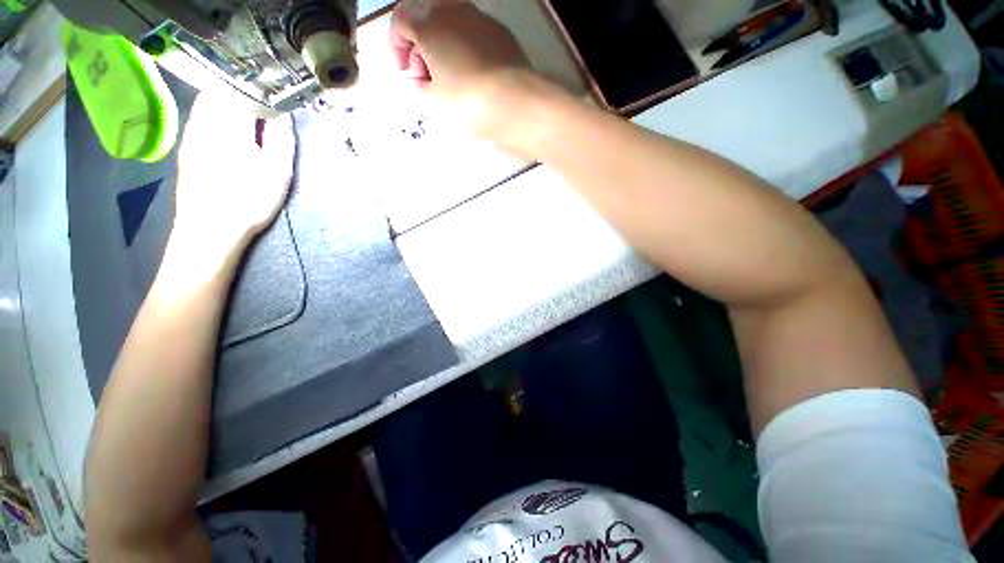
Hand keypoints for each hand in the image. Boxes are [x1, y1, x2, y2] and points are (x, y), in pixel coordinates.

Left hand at [172, 95, 294, 260]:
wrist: (208, 230)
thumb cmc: (249, 200)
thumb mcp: (278, 171)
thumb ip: (282, 138)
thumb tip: (284, 112)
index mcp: (230, 124)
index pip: (244, 88)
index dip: (261, 84)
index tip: (277, 87)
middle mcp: (204, 121)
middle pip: (220, 88)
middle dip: (242, 86)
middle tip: (264, 94)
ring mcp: (191, 133)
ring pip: (206, 101)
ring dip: (226, 97)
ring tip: (248, 105)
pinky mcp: (186, 146)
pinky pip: (199, 116)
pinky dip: (214, 110)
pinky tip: (226, 124)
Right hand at [389, 0, 535, 140]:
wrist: (515, 102)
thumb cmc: (467, 101)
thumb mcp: (434, 100)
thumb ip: (421, 84)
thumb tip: (424, 78)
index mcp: (430, 23)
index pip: (401, 20)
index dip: (396, 46)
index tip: (404, 71)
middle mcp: (455, 11)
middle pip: (427, 18)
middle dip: (421, 44)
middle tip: (427, 76)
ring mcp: (482, 19)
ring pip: (453, 25)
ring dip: (445, 46)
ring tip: (452, 79)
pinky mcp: (502, 33)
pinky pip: (476, 36)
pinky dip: (467, 51)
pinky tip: (475, 76)